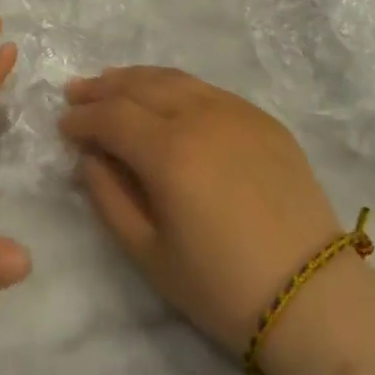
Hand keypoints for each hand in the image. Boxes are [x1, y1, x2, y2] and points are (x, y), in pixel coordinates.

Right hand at [60, 67, 342, 356]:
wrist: (312, 297)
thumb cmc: (222, 287)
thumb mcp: (150, 255)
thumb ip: (109, 199)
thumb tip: (89, 158)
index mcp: (168, 150)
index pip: (111, 117)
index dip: (82, 118)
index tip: (62, 124)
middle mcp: (198, 114)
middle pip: (139, 86)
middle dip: (102, 88)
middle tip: (77, 91)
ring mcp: (234, 110)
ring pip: (173, 78)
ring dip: (136, 78)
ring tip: (113, 82)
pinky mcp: (261, 118)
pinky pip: (206, 89)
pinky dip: (175, 86)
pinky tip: (166, 96)